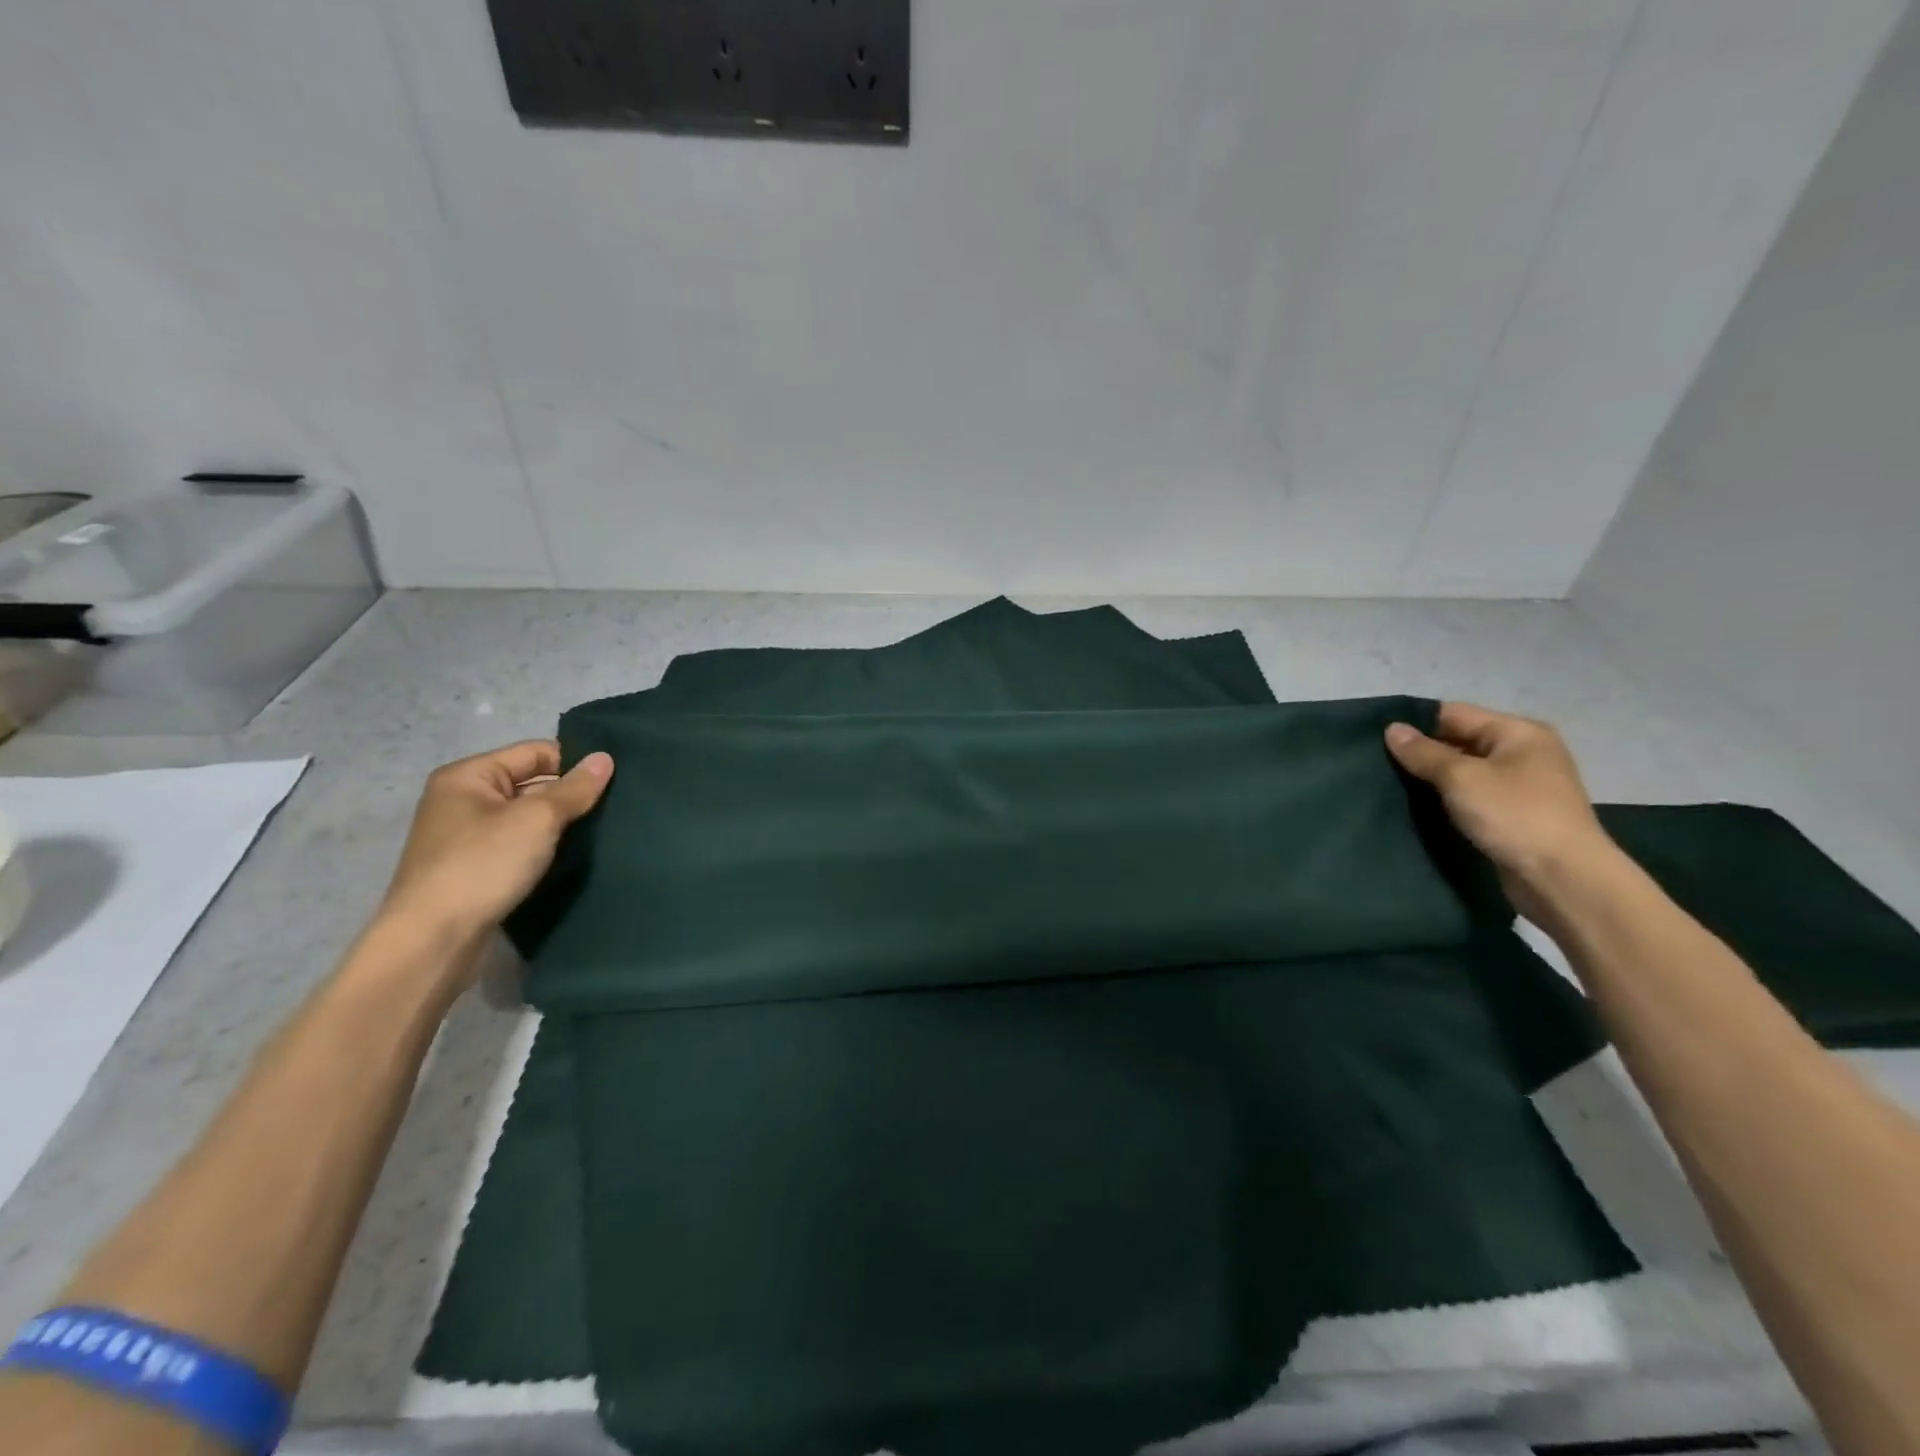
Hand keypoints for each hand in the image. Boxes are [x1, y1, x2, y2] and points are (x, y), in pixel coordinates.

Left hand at [380, 741, 612, 943]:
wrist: (434, 940)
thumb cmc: (483, 865)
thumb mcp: (537, 819)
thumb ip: (575, 788)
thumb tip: (605, 757)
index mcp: (468, 776)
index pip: (536, 752)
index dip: (574, 763)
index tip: (613, 782)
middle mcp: (463, 800)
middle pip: (532, 784)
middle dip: (569, 795)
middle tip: (615, 807)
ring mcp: (466, 837)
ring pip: (528, 818)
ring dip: (560, 824)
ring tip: (602, 831)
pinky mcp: (475, 869)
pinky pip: (519, 845)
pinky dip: (544, 848)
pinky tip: (573, 857)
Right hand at [1385, 703, 1616, 922]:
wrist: (1562, 878)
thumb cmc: (1514, 815)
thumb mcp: (1461, 778)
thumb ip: (1423, 753)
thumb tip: (1392, 729)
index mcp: (1518, 732)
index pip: (1453, 713)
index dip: (1415, 724)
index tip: (1375, 739)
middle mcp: (1523, 752)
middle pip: (1458, 741)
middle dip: (1421, 753)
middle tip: (1377, 765)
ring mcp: (1521, 785)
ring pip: (1463, 772)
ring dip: (1432, 779)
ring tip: (1390, 786)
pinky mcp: (1514, 815)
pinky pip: (1471, 797)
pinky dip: (1447, 800)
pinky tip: (1418, 808)